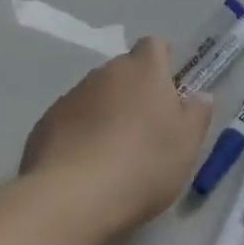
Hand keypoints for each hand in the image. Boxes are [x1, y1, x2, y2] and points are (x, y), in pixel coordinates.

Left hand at [20, 37, 212, 240]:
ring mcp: (71, 97)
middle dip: (135, 92)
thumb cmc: (142, 163)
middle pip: (124, 72)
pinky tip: (84, 169)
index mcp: (144, 69)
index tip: (169, 88)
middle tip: (146, 129)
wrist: (70, 199)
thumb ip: (197, 114)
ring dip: (105, 114)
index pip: (155, 45)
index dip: (163, 61)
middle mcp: (106, 73)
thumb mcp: (187, 144)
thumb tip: (199, 96)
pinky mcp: (43, 125)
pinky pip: (70, 122)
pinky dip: (79, 135)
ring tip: (113, 155)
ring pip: (96, 97)